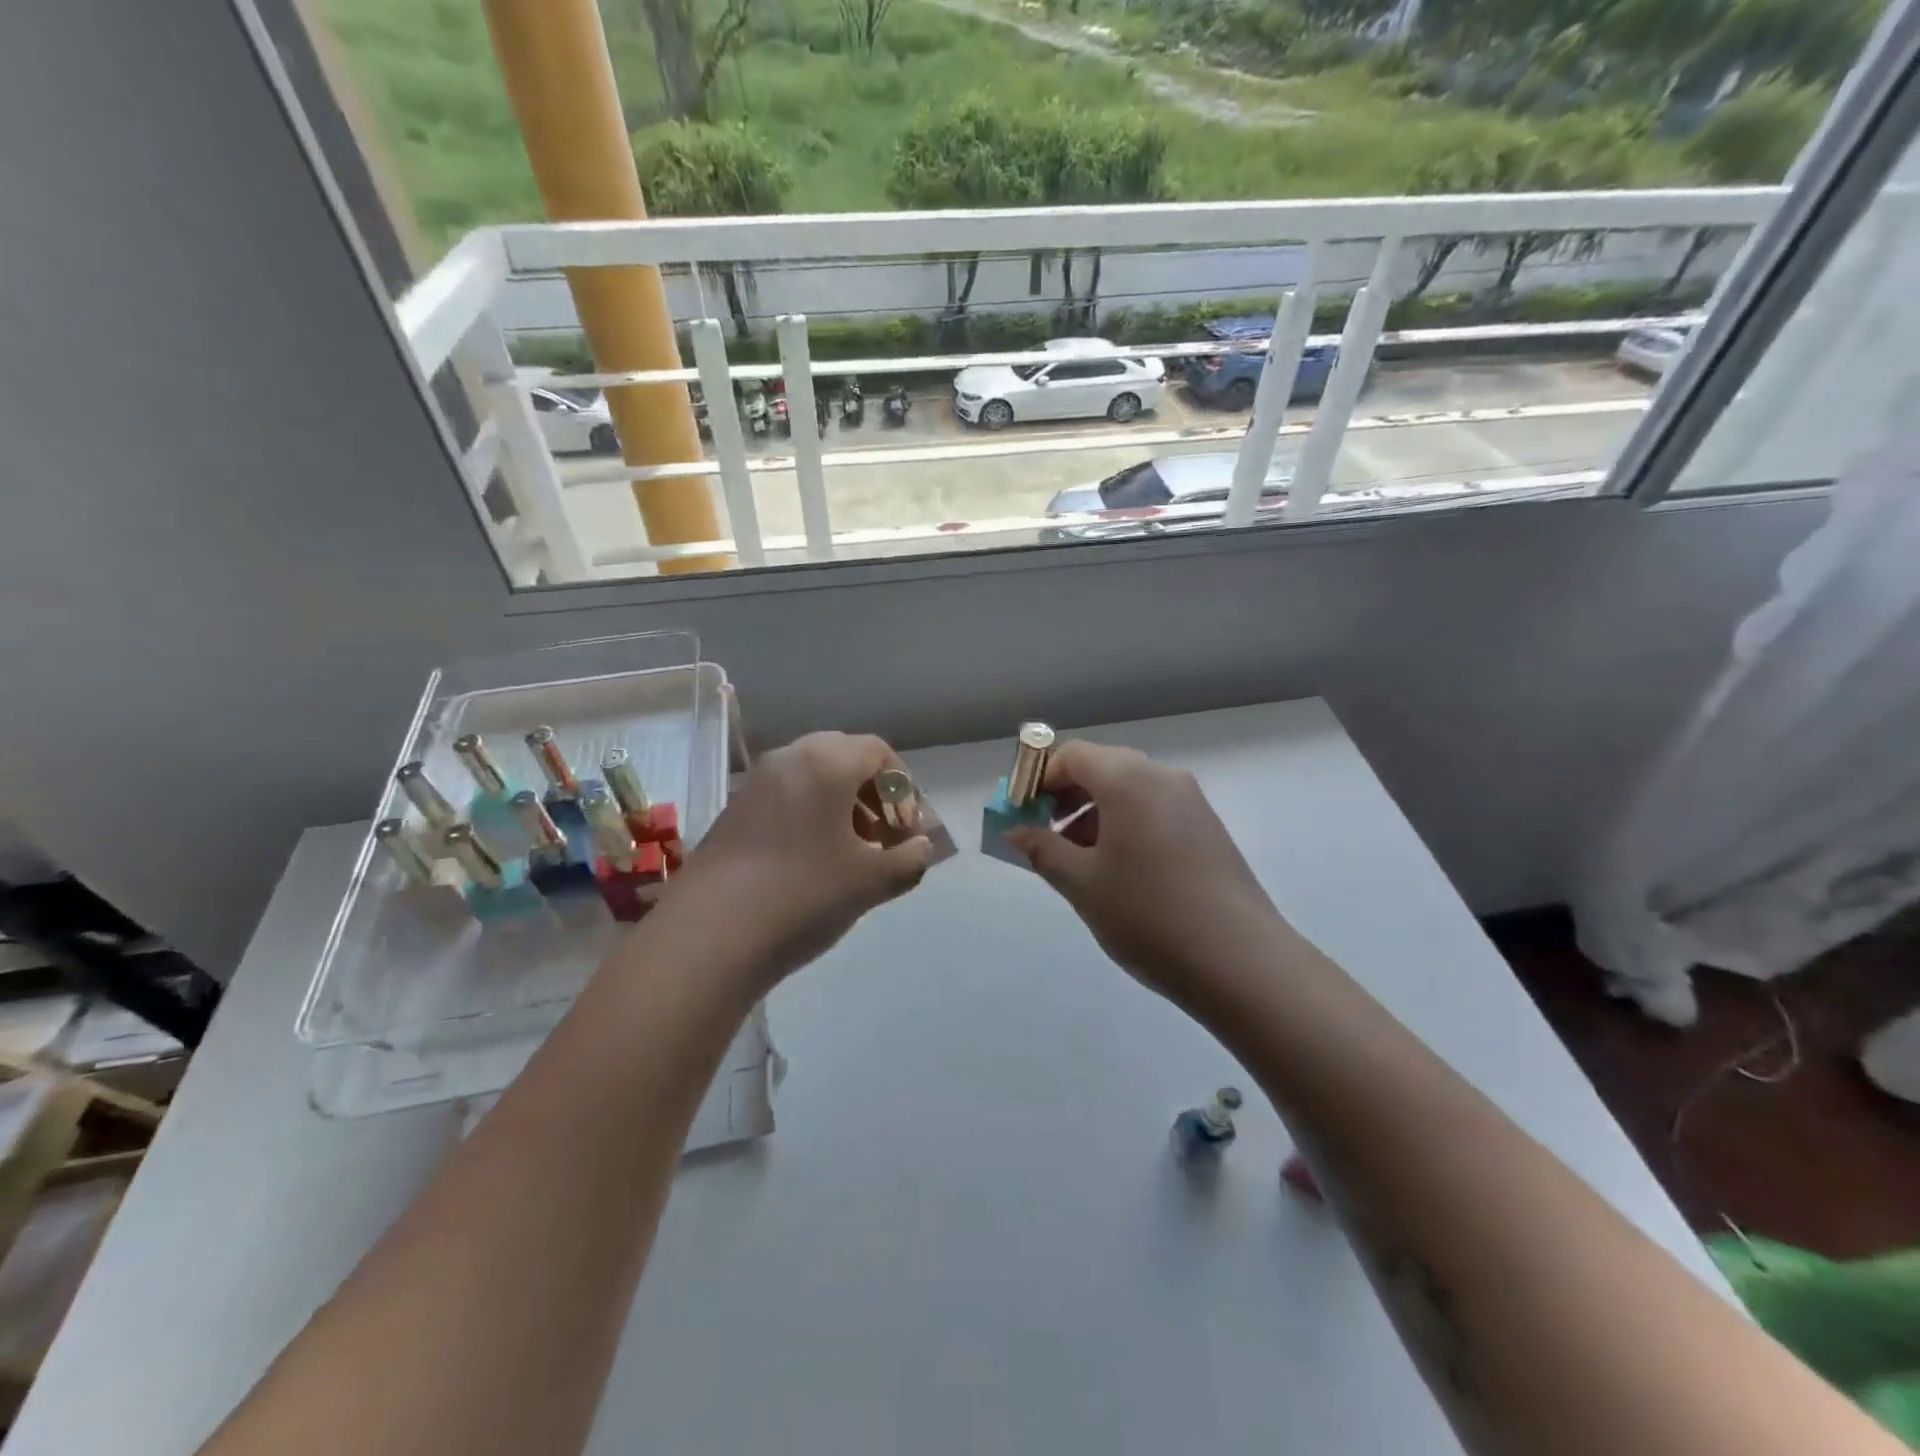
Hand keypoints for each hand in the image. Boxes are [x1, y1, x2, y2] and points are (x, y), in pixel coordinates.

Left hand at [658, 732, 933, 990]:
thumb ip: (909, 859)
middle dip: (873, 793)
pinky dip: (811, 814)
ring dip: (843, 804)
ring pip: (813, 776)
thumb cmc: (803, 895)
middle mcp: (789, 759)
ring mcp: (756, 783)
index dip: (903, 787)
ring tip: (854, 852)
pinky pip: (786, 795)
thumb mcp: (871, 881)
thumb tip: (920, 848)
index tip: (908, 828)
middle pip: (844, 757)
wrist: (709, 935)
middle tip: (884, 835)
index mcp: (826, 763)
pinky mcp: (735, 810)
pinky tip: (814, 860)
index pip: (878, 752)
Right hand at [1003, 741, 1283, 1008]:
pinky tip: (1118, 870)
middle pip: (1102, 768)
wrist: (1240, 961)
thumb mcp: (1082, 884)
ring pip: (1129, 791)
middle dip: (1065, 797)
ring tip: (1078, 862)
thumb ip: (1042, 849)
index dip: (1040, 779)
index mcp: (1128, 780)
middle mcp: (1163, 778)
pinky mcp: (1208, 828)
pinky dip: (1125, 825)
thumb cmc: (1148, 915)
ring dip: (1094, 813)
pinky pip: (1154, 809)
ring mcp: (1191, 802)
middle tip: (1045, 838)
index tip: (1022, 816)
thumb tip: (1014, 830)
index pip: (1072, 755)